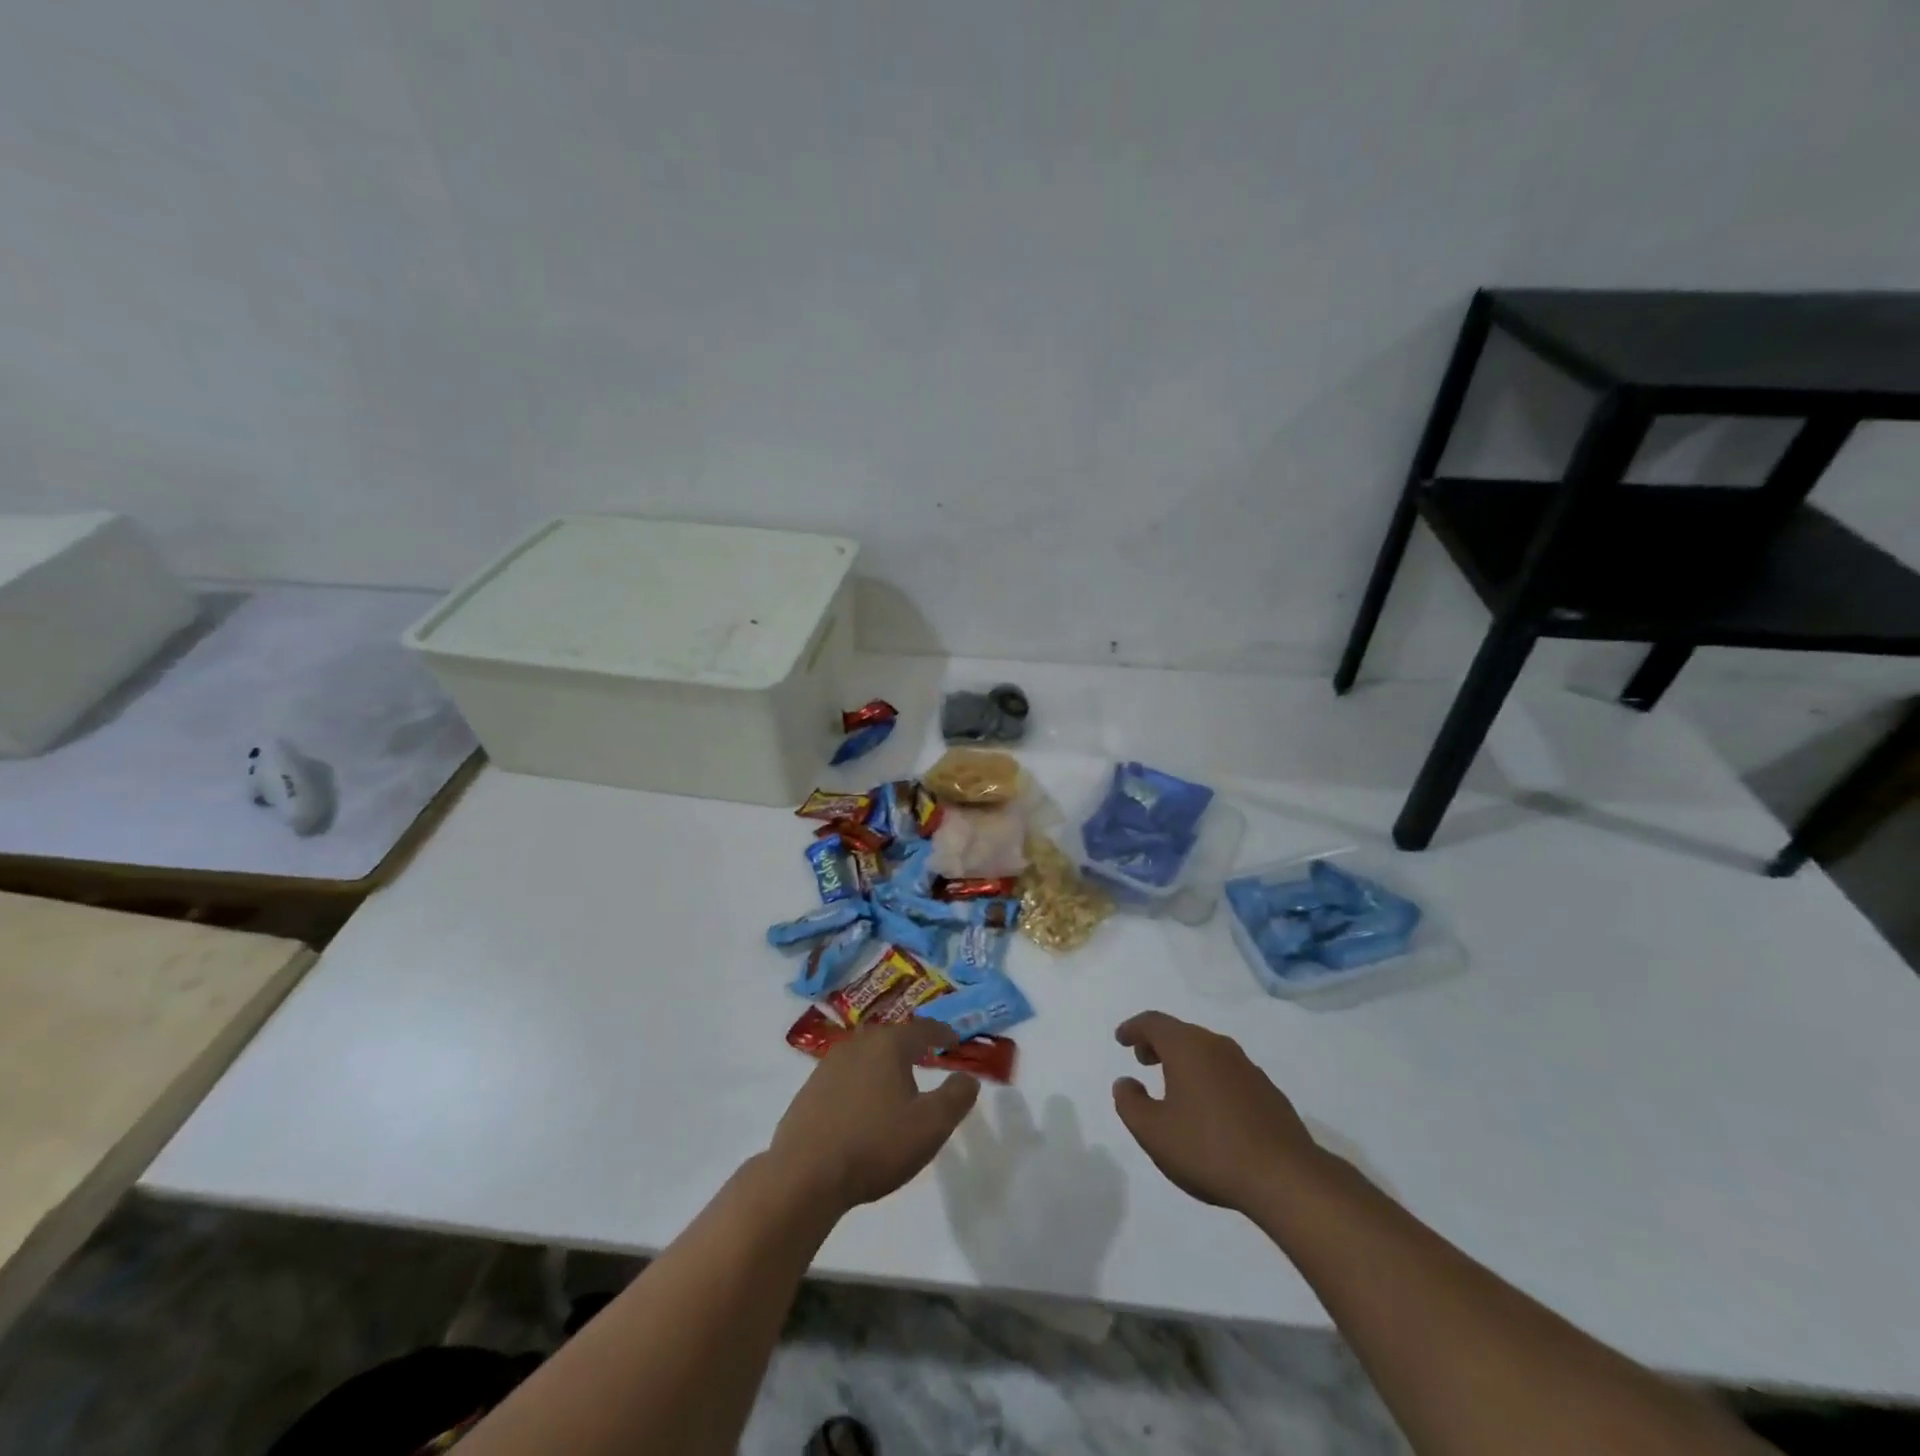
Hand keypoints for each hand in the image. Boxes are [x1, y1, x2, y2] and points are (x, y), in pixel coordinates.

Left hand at [768, 1020, 980, 1214]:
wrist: (804, 1175)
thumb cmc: (875, 1144)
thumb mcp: (930, 1126)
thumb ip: (956, 1097)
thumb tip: (967, 1077)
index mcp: (888, 1045)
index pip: (923, 1029)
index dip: (942, 1034)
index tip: (954, 1040)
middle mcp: (857, 1044)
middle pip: (891, 1038)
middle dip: (911, 1046)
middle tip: (927, 1058)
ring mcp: (828, 1065)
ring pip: (866, 1056)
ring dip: (884, 1065)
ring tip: (897, 1083)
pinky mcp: (809, 1090)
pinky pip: (845, 1077)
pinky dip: (861, 1083)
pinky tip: (863, 1106)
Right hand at [1112, 1011, 1324, 1212]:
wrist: (1285, 1178)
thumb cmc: (1208, 1149)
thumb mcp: (1153, 1132)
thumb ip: (1130, 1103)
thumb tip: (1125, 1082)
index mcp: (1188, 1047)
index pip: (1154, 1023)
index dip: (1133, 1028)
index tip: (1121, 1039)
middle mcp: (1217, 1046)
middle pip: (1181, 1033)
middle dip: (1158, 1043)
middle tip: (1144, 1060)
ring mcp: (1247, 1067)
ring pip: (1207, 1051)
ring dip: (1185, 1061)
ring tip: (1174, 1086)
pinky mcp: (1267, 1092)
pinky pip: (1227, 1072)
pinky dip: (1209, 1078)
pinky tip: (1209, 1109)